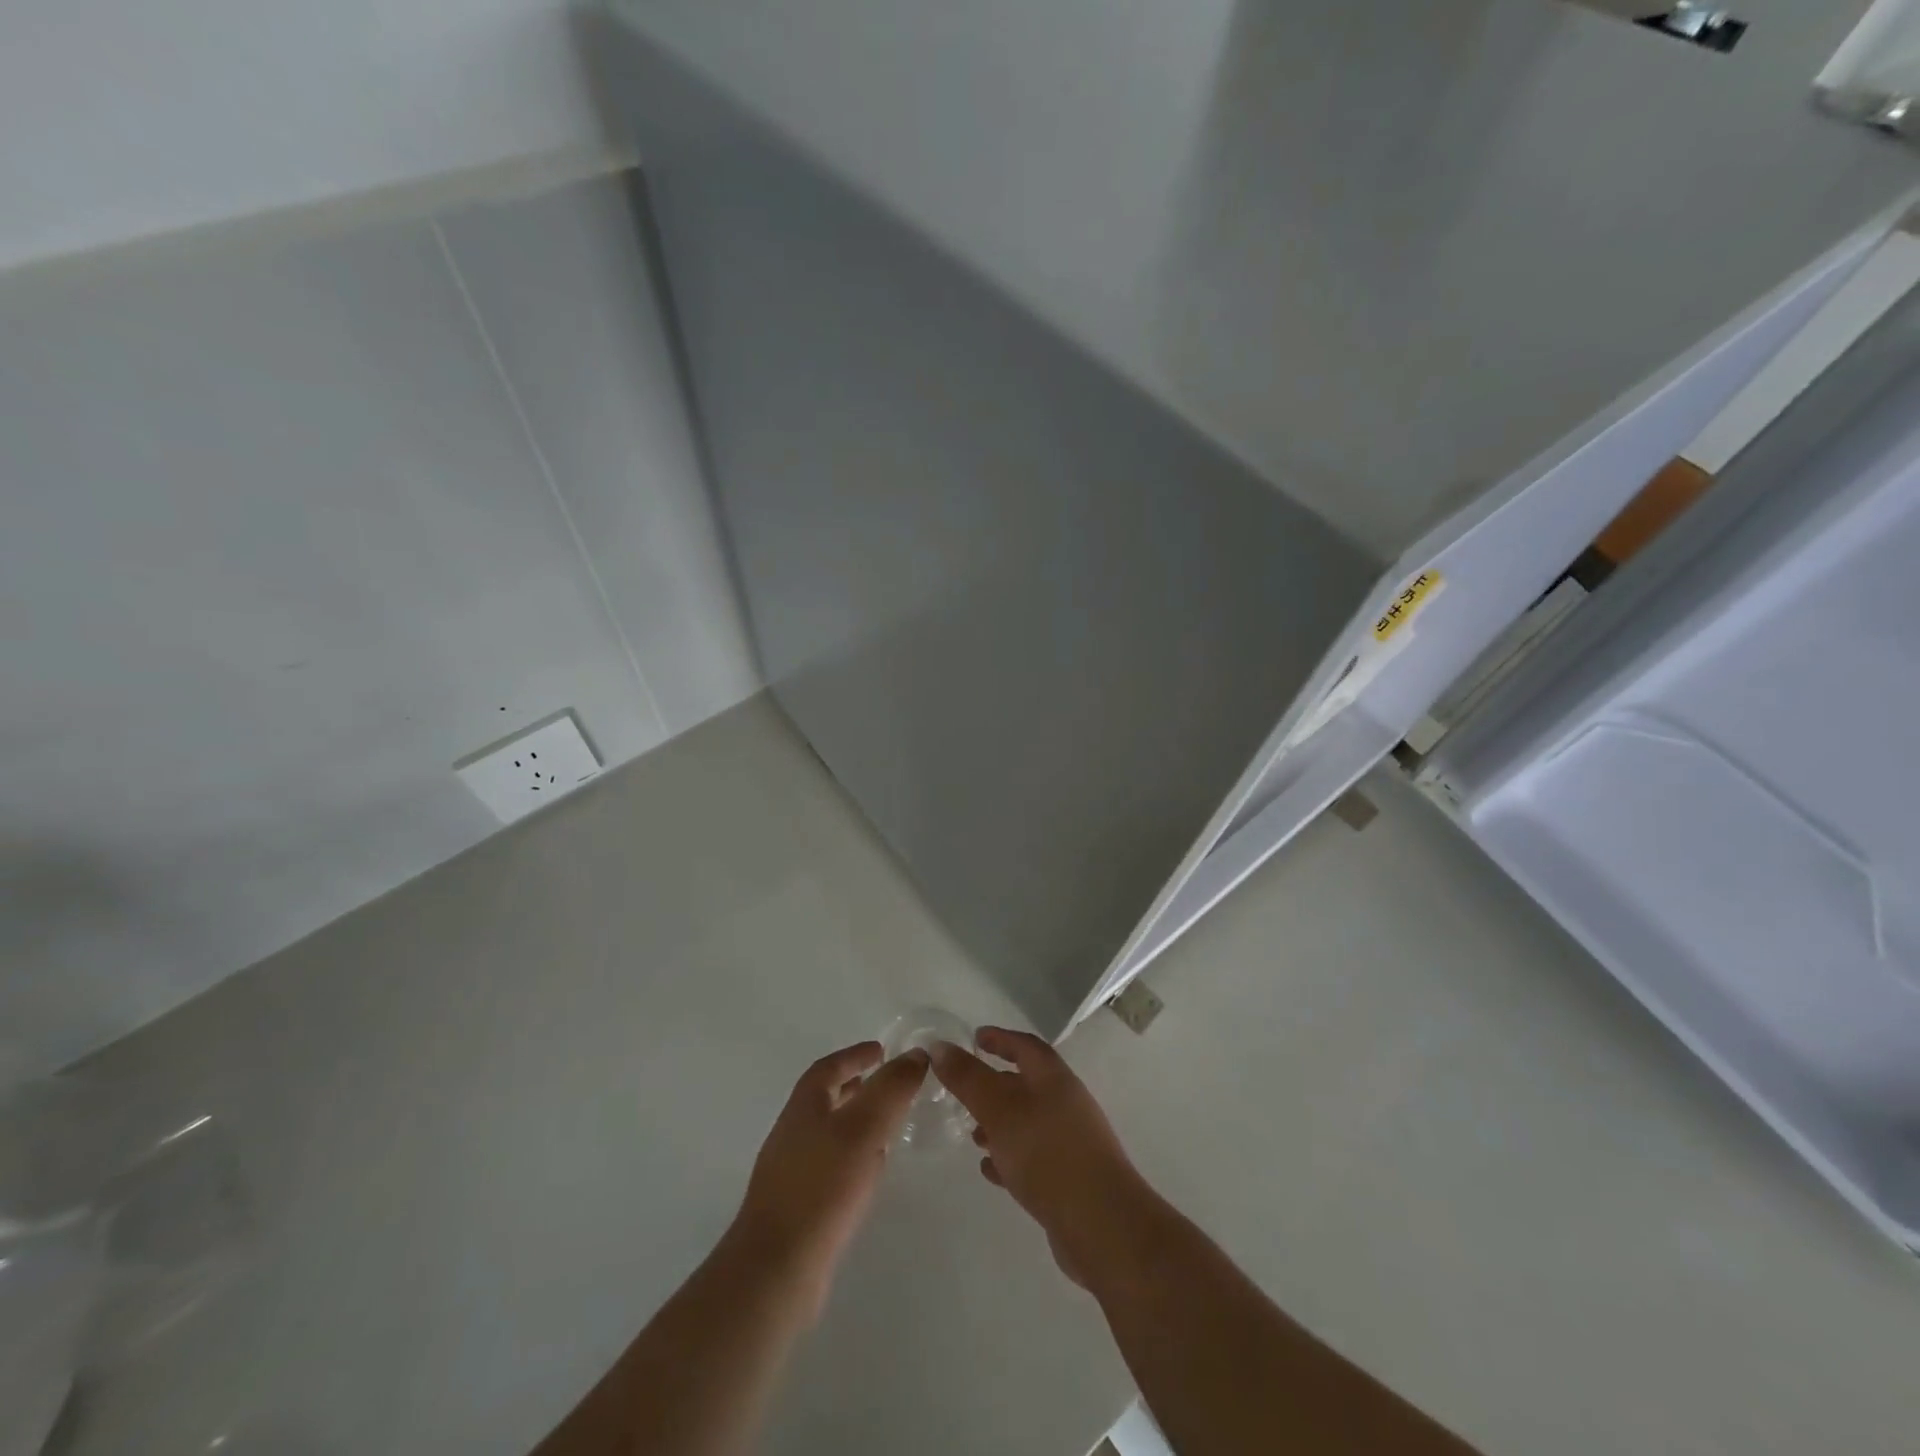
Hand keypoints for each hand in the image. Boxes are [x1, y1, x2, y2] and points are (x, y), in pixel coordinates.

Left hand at [729, 1042, 928, 1317]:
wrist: (776, 1269)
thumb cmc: (822, 1187)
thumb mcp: (864, 1128)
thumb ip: (891, 1088)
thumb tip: (916, 1054)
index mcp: (804, 1106)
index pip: (829, 1067)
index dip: (855, 1055)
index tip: (881, 1050)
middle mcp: (793, 1132)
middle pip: (825, 1098)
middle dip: (856, 1086)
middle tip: (888, 1085)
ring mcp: (791, 1171)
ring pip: (829, 1132)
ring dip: (856, 1121)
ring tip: (887, 1125)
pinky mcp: (798, 1205)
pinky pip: (829, 1165)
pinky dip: (852, 1155)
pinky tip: (870, 1172)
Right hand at [930, 1027, 1146, 1286]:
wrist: (1101, 1224)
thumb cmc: (1047, 1152)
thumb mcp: (999, 1109)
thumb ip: (968, 1078)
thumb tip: (940, 1046)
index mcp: (1053, 1078)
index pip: (1025, 1046)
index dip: (1000, 1039)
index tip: (975, 1038)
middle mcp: (1065, 1103)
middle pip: (1026, 1084)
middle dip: (994, 1084)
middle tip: (963, 1090)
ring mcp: (1070, 1142)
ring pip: (1027, 1122)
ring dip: (999, 1124)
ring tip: (971, 1135)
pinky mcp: (1068, 1178)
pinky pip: (1033, 1157)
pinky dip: (1009, 1156)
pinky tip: (989, 1170)